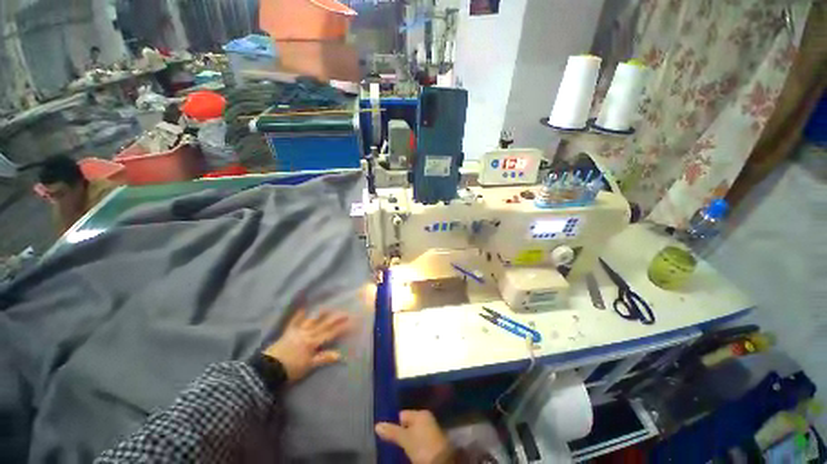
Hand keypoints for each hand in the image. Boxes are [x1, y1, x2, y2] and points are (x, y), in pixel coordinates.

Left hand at [262, 309, 350, 382]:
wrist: (268, 369)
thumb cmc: (290, 369)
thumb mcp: (309, 366)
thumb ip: (324, 358)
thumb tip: (340, 355)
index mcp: (313, 342)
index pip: (330, 333)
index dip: (341, 327)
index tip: (351, 322)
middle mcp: (307, 334)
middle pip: (324, 325)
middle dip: (336, 319)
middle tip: (345, 313)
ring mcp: (297, 331)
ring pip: (312, 320)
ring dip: (321, 314)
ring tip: (329, 307)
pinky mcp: (288, 332)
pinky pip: (294, 322)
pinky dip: (298, 315)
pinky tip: (302, 308)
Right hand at [375, 410, 452, 463]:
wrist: (441, 462)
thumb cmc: (422, 446)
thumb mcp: (405, 439)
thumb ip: (392, 431)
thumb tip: (377, 425)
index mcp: (421, 413)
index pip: (403, 415)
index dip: (394, 424)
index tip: (387, 434)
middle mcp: (426, 419)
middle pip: (408, 425)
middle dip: (400, 433)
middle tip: (391, 443)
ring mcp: (430, 431)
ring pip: (413, 434)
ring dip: (407, 441)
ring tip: (398, 449)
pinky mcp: (433, 443)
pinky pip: (418, 441)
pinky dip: (413, 446)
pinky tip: (408, 453)